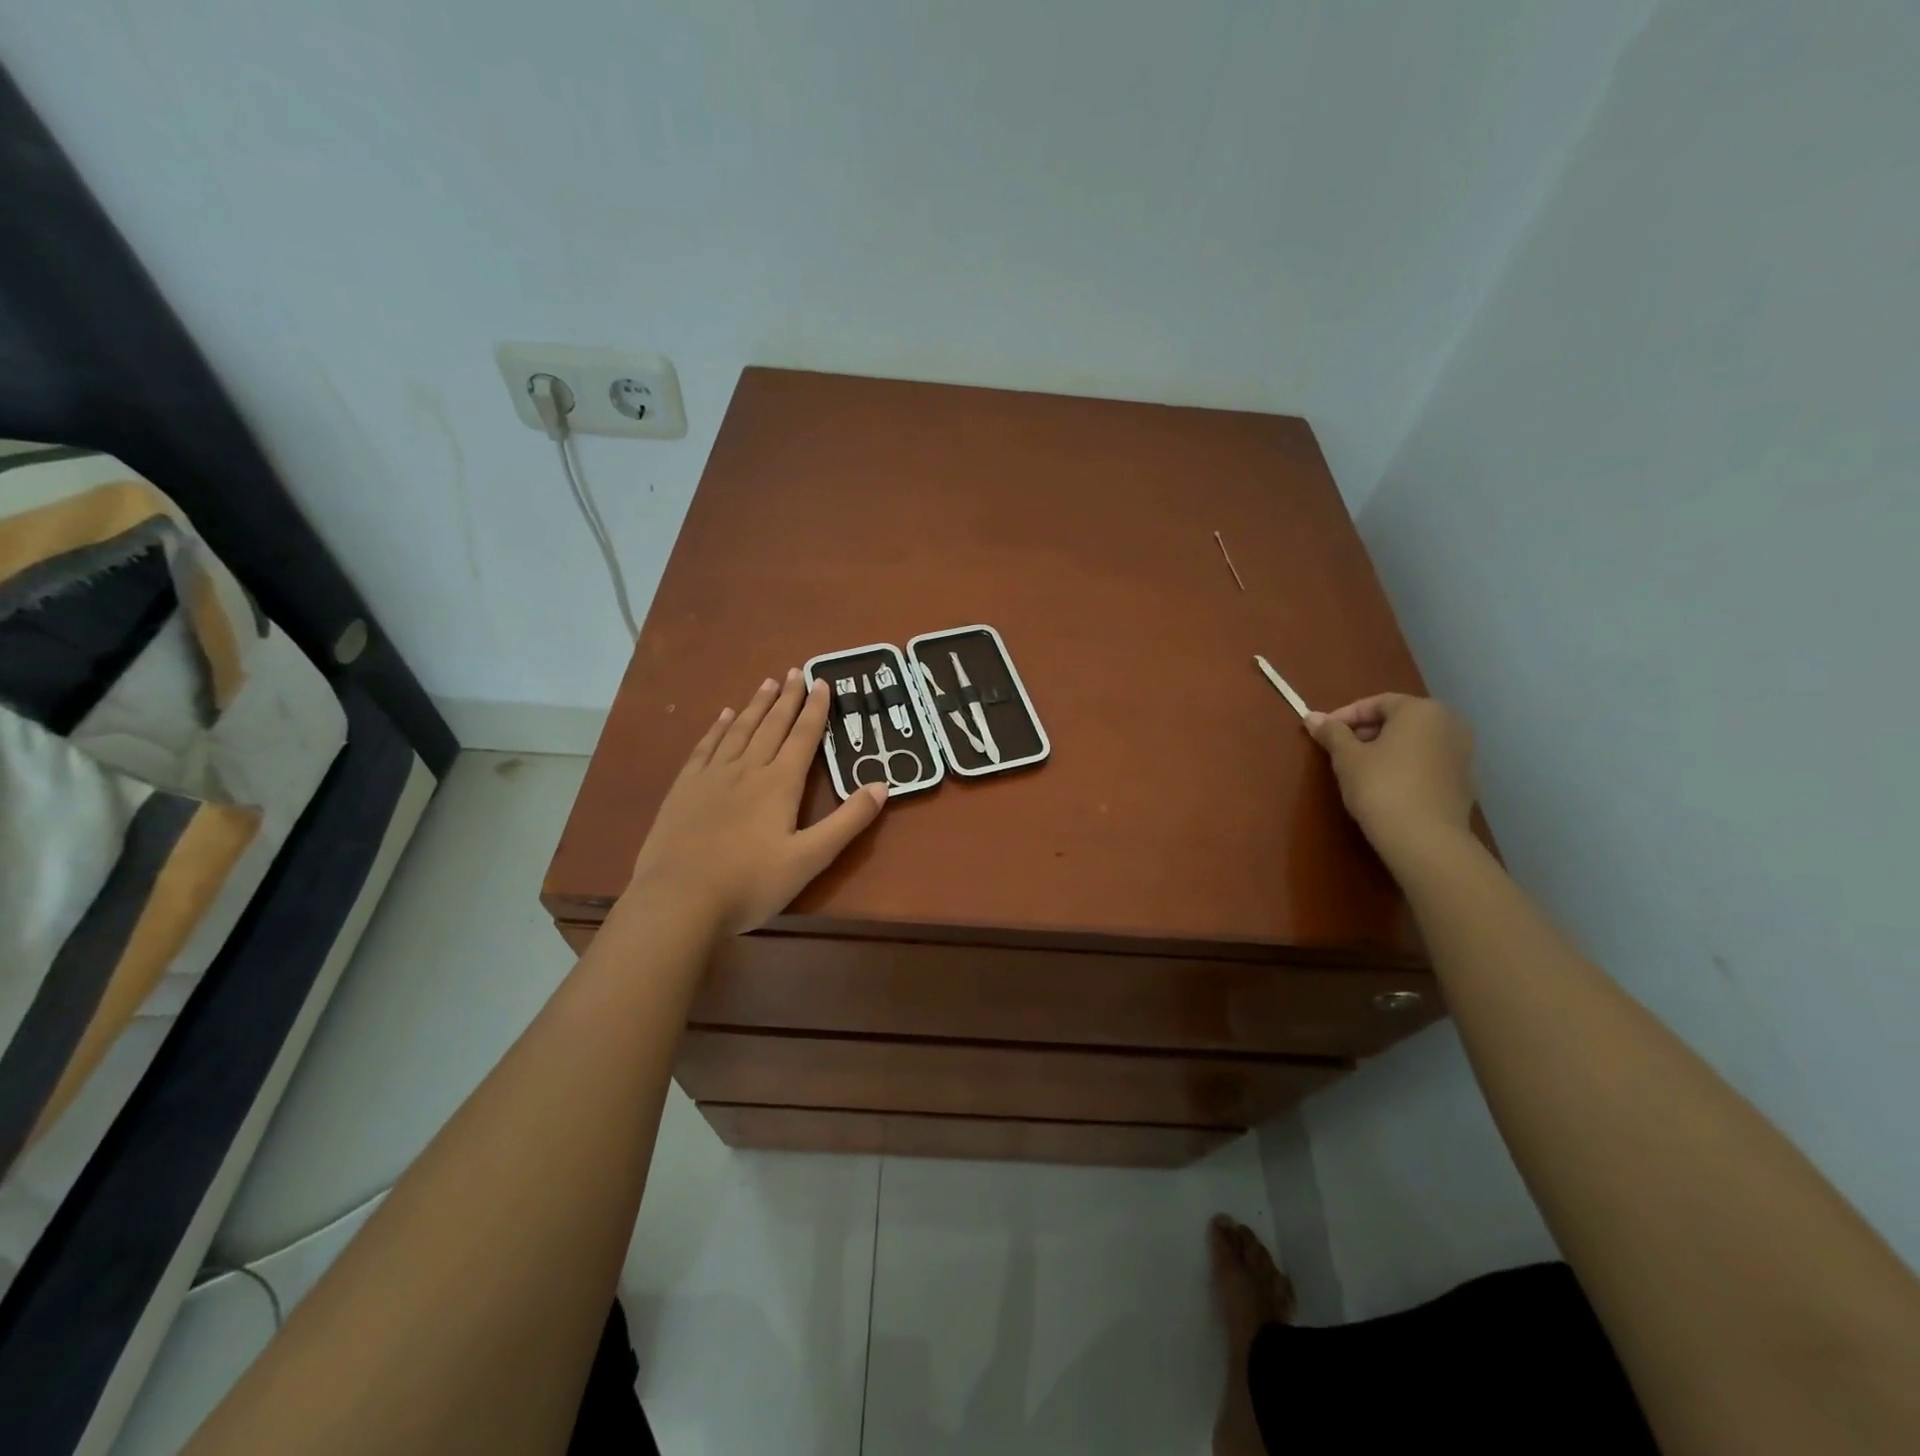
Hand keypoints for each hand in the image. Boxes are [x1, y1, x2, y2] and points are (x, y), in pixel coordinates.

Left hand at [627, 670, 887, 933]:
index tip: (823, 682)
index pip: (803, 736)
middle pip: (772, 725)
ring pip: (739, 730)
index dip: (816, 709)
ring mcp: (712, 776)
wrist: (678, 900)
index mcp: (780, 784)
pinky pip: (706, 747)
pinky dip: (717, 728)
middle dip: (788, 698)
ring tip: (767, 684)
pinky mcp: (684, 788)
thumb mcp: (810, 858)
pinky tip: (723, 716)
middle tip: (796, 671)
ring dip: (756, 705)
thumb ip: (847, 821)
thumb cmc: (750, 883)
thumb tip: (882, 785)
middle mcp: (747, 769)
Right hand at [1305, 694, 1476, 859]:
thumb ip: (1332, 733)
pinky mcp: (1463, 780)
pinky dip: (1404, 766)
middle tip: (1339, 751)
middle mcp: (1449, 724)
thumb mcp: (1347, 757)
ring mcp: (1462, 753)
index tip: (1323, 733)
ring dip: (1385, 749)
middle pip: (1398, 720)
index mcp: (1422, 710)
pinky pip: (1426, 762)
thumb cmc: (1381, 786)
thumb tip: (1311, 717)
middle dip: (1366, 732)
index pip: (1376, 703)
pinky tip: (1385, 786)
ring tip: (1359, 769)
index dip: (1344, 716)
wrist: (1425, 839)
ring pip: (1414, 742)